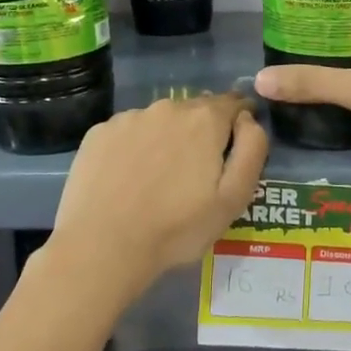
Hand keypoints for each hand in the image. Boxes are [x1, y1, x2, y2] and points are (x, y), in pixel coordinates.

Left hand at [52, 93, 268, 301]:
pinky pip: (128, 132)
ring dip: (168, 138)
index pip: (234, 104)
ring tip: (160, 176)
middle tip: (197, 170)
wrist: (102, 246)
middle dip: (203, 131)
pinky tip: (129, 177)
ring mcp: (129, 118)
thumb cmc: (177, 228)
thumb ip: (252, 150)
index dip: (241, 119)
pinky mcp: (98, 133)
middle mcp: (168, 107)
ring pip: (160, 120)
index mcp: (205, 119)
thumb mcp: (234, 198)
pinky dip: (135, 147)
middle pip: (196, 110)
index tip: (236, 144)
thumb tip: (248, 119)